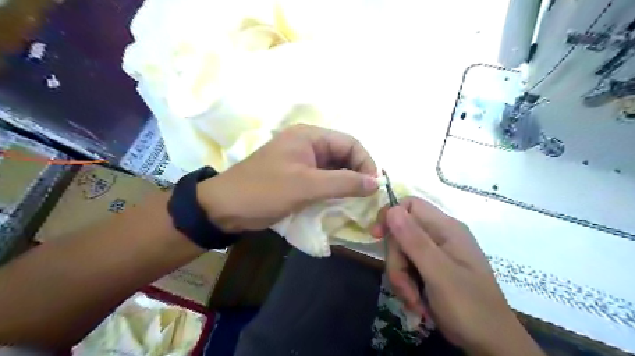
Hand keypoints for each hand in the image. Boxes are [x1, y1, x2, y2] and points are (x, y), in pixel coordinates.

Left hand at [198, 124, 375, 231]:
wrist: (225, 208)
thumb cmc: (265, 191)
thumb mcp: (306, 186)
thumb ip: (343, 182)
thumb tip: (375, 183)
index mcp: (310, 136)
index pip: (350, 143)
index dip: (366, 163)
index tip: (374, 186)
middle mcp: (308, 144)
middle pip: (344, 155)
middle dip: (357, 174)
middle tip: (367, 197)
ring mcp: (303, 161)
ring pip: (335, 169)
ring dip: (346, 184)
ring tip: (357, 202)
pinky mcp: (298, 176)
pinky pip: (323, 180)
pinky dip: (334, 190)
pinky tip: (340, 203)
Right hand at [373, 197, 545, 354]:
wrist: (490, 343)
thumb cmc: (469, 306)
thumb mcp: (439, 273)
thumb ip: (415, 240)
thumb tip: (392, 210)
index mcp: (446, 228)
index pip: (410, 205)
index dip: (390, 216)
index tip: (377, 237)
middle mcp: (439, 236)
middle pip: (401, 233)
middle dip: (397, 260)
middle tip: (405, 286)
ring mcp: (435, 254)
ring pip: (401, 253)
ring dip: (400, 277)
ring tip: (413, 299)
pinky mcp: (431, 269)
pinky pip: (407, 267)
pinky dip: (406, 285)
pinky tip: (416, 301)